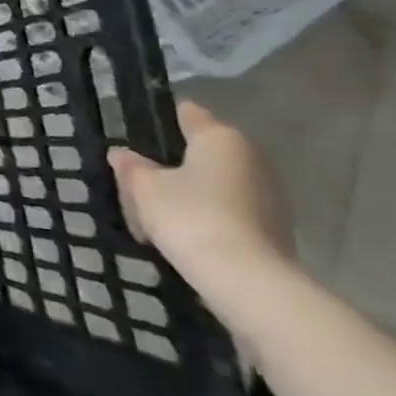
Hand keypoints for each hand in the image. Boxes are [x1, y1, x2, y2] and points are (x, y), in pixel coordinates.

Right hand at [106, 100, 292, 291]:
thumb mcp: (144, 187)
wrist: (248, 282)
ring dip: (187, 194)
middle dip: (169, 165)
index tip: (134, 136)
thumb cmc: (190, 217)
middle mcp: (250, 157)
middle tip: (137, 184)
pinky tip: (182, 236)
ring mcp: (267, 194)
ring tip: (154, 217)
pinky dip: (205, 217)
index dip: (158, 121)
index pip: (187, 113)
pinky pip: (228, 211)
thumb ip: (131, 166)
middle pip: (199, 152)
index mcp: (220, 137)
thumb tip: (122, 154)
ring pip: (213, 184)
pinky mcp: (273, 228)